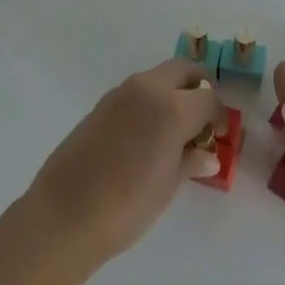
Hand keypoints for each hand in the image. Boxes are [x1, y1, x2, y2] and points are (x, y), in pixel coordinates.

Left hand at [24, 59, 224, 266]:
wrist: (65, 213)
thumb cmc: (127, 205)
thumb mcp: (168, 186)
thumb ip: (190, 161)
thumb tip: (207, 156)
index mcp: (172, 107)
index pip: (208, 96)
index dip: (218, 115)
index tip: (219, 134)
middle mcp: (148, 88)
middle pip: (183, 70)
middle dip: (197, 87)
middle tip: (202, 118)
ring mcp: (121, 92)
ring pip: (158, 77)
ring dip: (172, 92)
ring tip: (174, 129)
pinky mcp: (101, 103)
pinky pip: (137, 91)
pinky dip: (150, 101)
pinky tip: (146, 135)